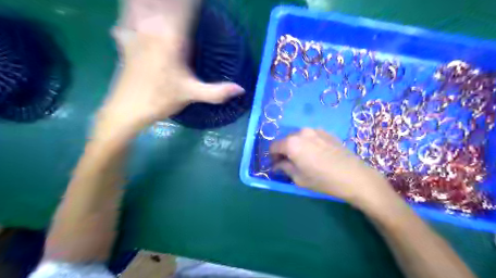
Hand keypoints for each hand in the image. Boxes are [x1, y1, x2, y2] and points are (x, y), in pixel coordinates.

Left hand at [96, 0, 244, 137]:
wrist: (127, 108)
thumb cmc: (160, 99)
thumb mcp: (191, 94)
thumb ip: (218, 92)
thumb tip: (242, 89)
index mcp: (172, 39)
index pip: (186, 8)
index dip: (195, 3)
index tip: (204, 1)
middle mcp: (152, 27)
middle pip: (166, 3)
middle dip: (179, 4)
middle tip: (192, 6)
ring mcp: (135, 30)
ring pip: (145, 3)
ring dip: (158, 4)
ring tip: (169, 9)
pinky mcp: (124, 37)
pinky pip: (128, 12)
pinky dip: (135, 7)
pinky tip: (141, 11)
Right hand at [270, 129, 397, 206]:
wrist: (354, 177)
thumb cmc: (323, 180)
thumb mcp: (299, 178)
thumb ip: (284, 168)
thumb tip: (277, 165)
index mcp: (292, 143)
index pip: (273, 146)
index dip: (272, 157)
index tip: (277, 165)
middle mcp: (302, 132)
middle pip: (286, 140)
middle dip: (284, 151)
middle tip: (290, 163)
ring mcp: (315, 130)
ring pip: (298, 137)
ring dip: (296, 146)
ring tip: (305, 159)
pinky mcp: (326, 132)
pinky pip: (311, 136)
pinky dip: (308, 143)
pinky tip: (317, 155)